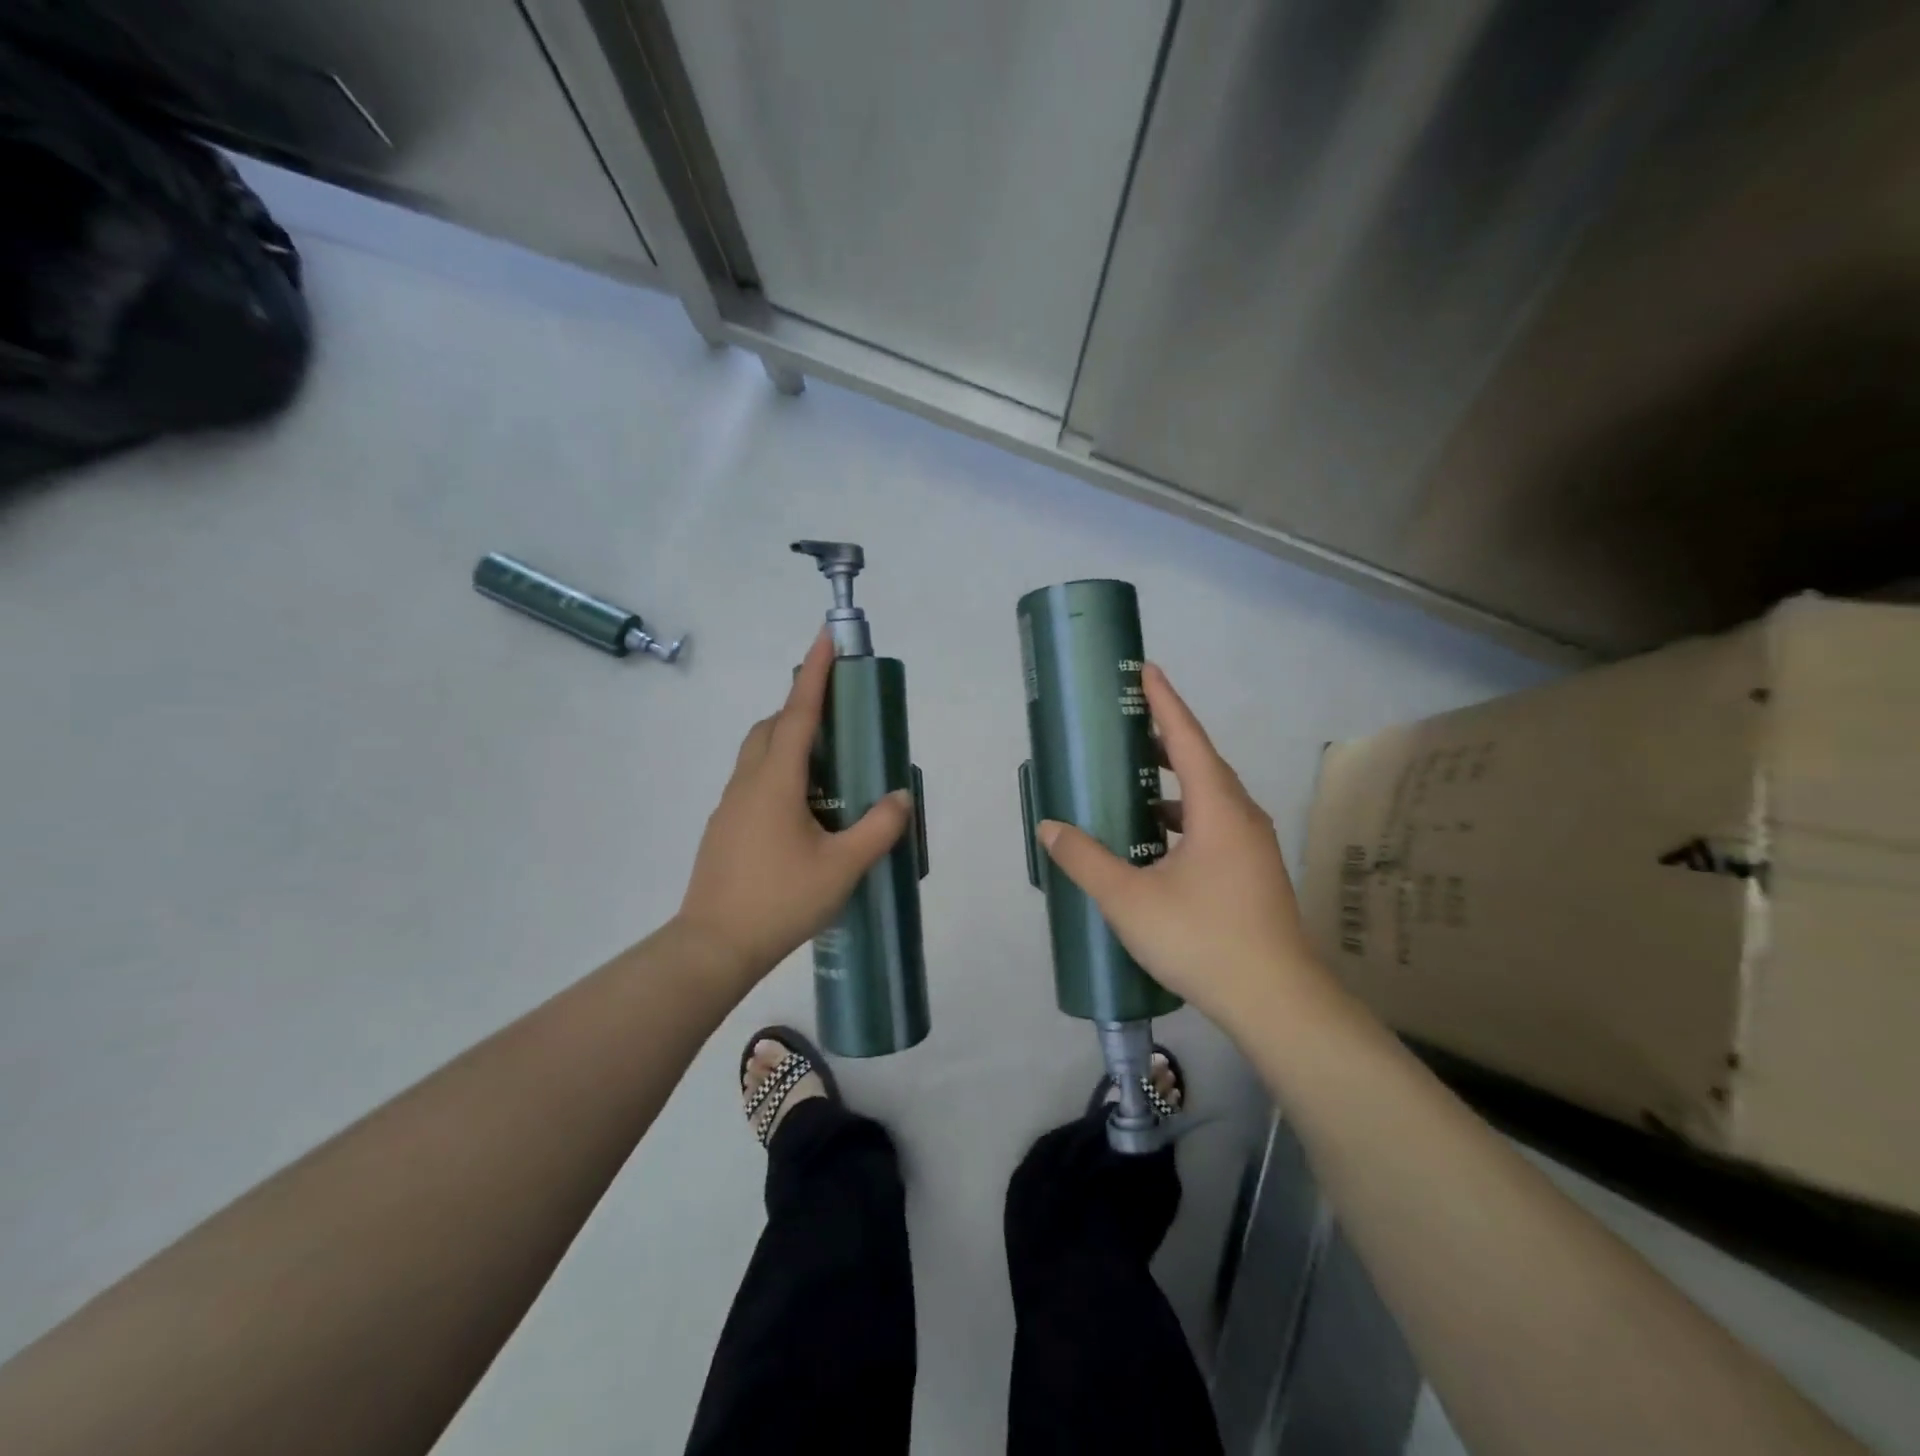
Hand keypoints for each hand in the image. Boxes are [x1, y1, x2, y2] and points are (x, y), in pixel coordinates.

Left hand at [676, 632, 913, 986]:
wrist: (713, 946)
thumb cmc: (780, 900)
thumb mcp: (842, 867)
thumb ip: (878, 828)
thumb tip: (901, 797)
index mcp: (775, 781)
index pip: (798, 712)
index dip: (814, 672)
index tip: (826, 636)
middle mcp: (748, 782)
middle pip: (772, 726)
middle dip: (801, 706)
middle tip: (838, 715)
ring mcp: (730, 805)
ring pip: (758, 753)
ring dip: (788, 740)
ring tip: (827, 765)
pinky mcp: (724, 827)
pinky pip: (753, 780)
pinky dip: (778, 771)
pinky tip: (803, 808)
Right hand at [1037, 664, 1327, 1030]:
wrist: (1276, 1001)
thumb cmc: (1202, 939)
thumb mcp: (1130, 900)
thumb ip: (1086, 860)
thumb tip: (1050, 828)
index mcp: (1218, 808)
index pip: (1187, 738)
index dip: (1164, 702)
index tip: (1146, 669)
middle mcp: (1241, 816)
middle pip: (1202, 762)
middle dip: (1164, 739)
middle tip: (1126, 726)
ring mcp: (1253, 846)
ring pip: (1210, 796)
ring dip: (1174, 782)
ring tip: (1134, 782)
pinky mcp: (1253, 871)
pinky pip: (1215, 824)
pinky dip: (1184, 816)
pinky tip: (1157, 840)